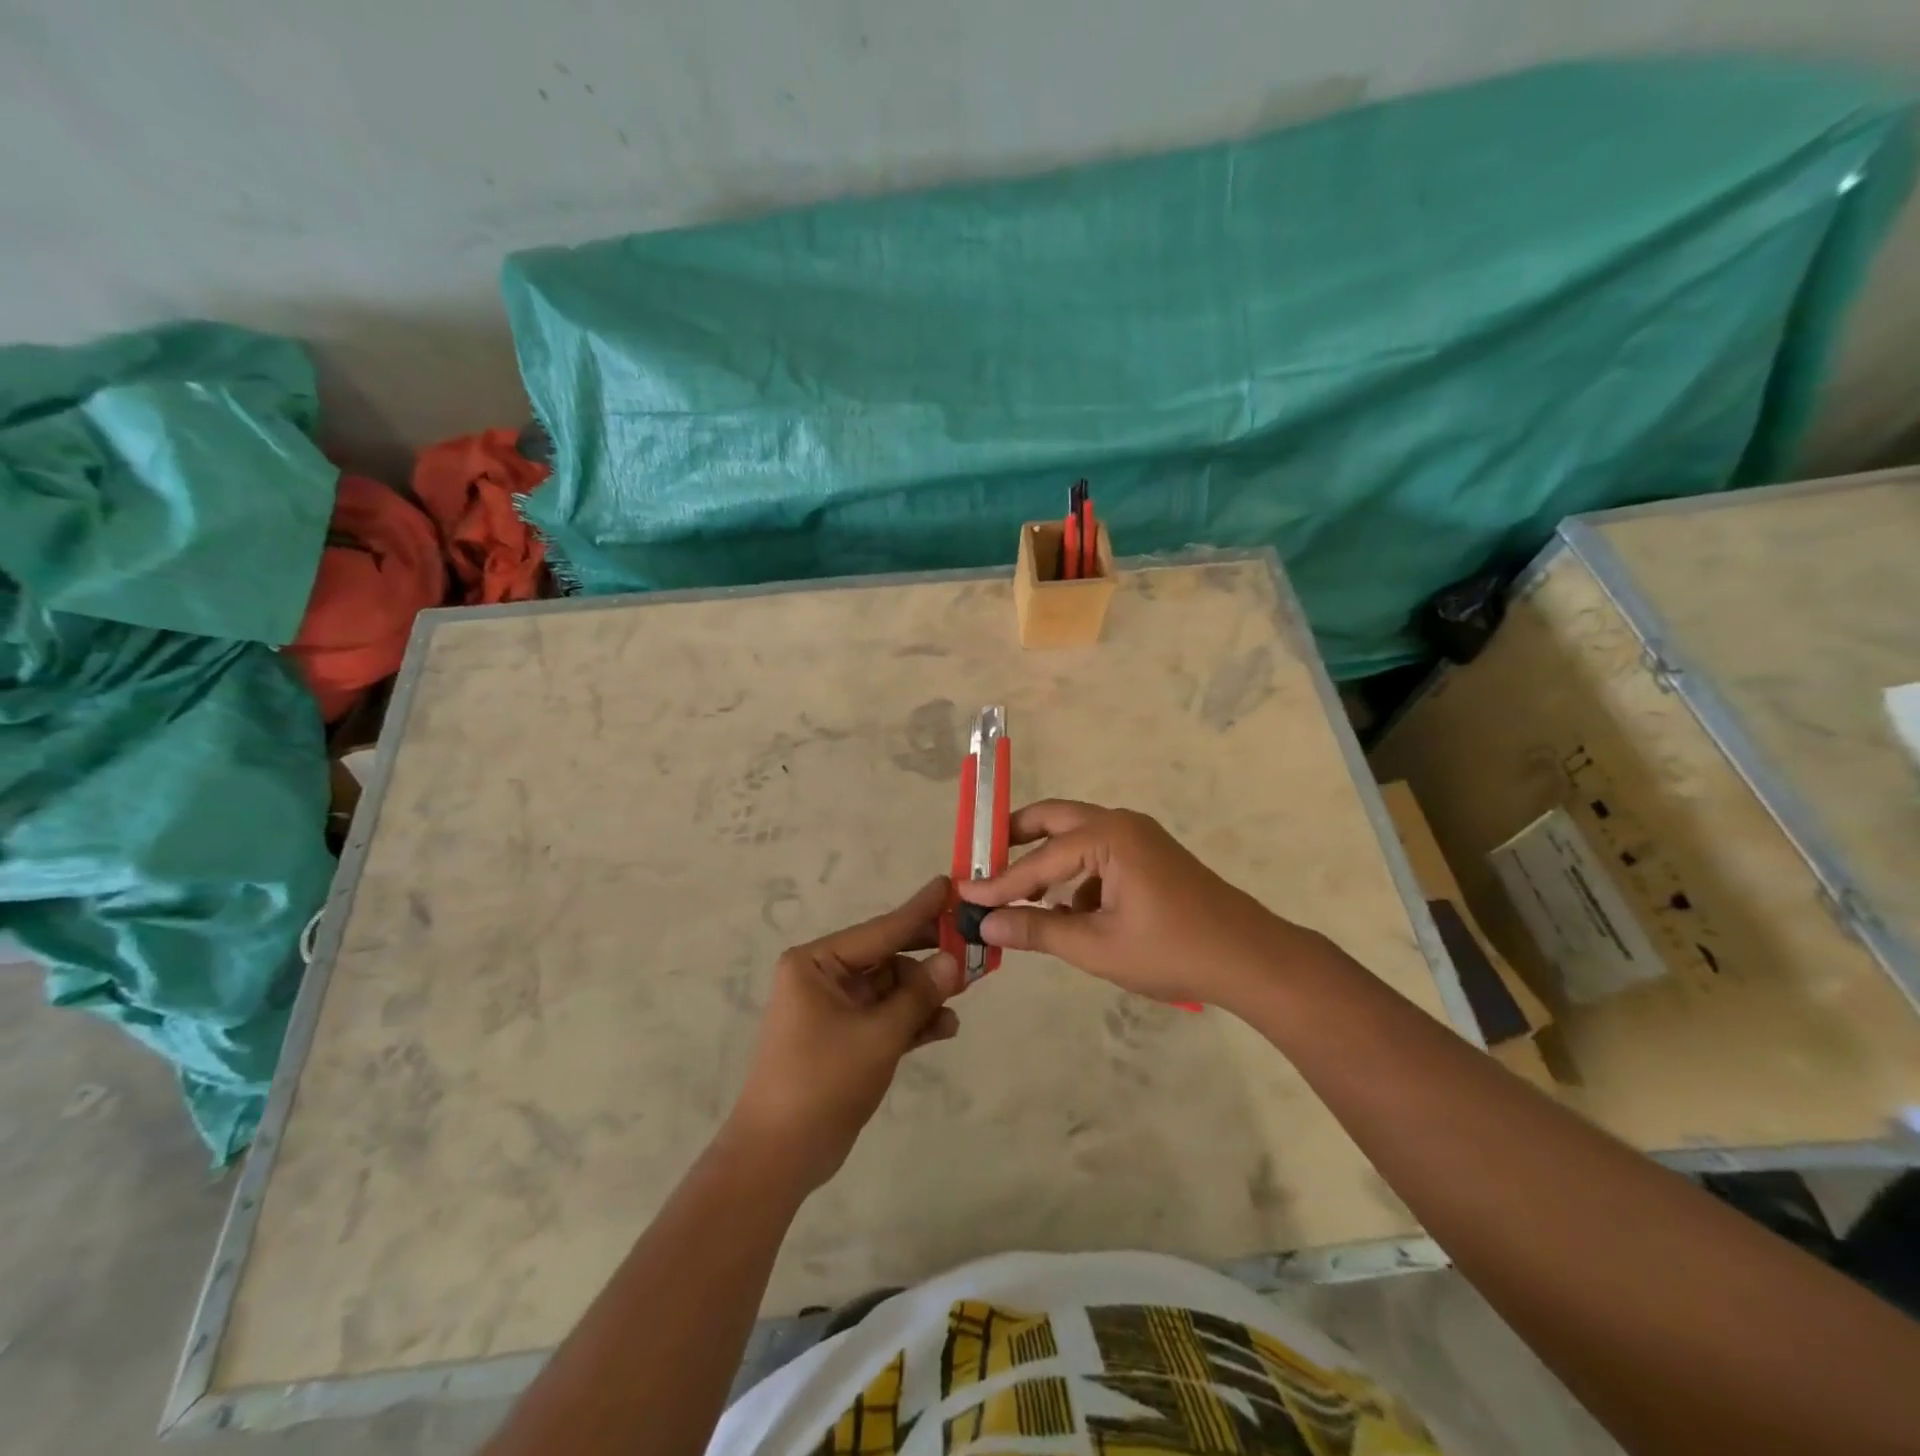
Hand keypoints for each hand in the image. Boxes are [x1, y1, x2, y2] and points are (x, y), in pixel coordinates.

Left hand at [726, 876, 963, 1192]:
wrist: (779, 1158)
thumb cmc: (822, 1082)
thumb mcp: (878, 1036)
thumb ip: (918, 996)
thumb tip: (955, 960)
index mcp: (816, 963)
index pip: (879, 930)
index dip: (919, 911)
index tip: (950, 885)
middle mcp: (822, 977)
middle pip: (886, 957)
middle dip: (927, 959)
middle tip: (971, 945)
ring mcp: (834, 1009)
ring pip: (890, 989)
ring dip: (924, 995)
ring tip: (965, 994)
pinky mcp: (845, 1038)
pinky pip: (885, 1017)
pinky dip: (912, 1021)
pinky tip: (946, 1027)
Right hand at [955, 801, 1316, 1010]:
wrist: (1250, 959)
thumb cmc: (1172, 951)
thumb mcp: (1097, 946)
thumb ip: (1038, 930)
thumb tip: (986, 924)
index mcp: (1108, 836)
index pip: (1039, 858)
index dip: (999, 881)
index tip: (964, 893)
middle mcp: (1120, 823)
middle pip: (1053, 819)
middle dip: (1015, 840)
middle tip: (982, 863)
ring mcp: (1138, 836)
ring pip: (1075, 837)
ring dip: (1046, 861)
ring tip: (1019, 896)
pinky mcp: (1149, 855)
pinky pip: (1098, 854)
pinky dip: (1075, 876)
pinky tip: (1070, 914)